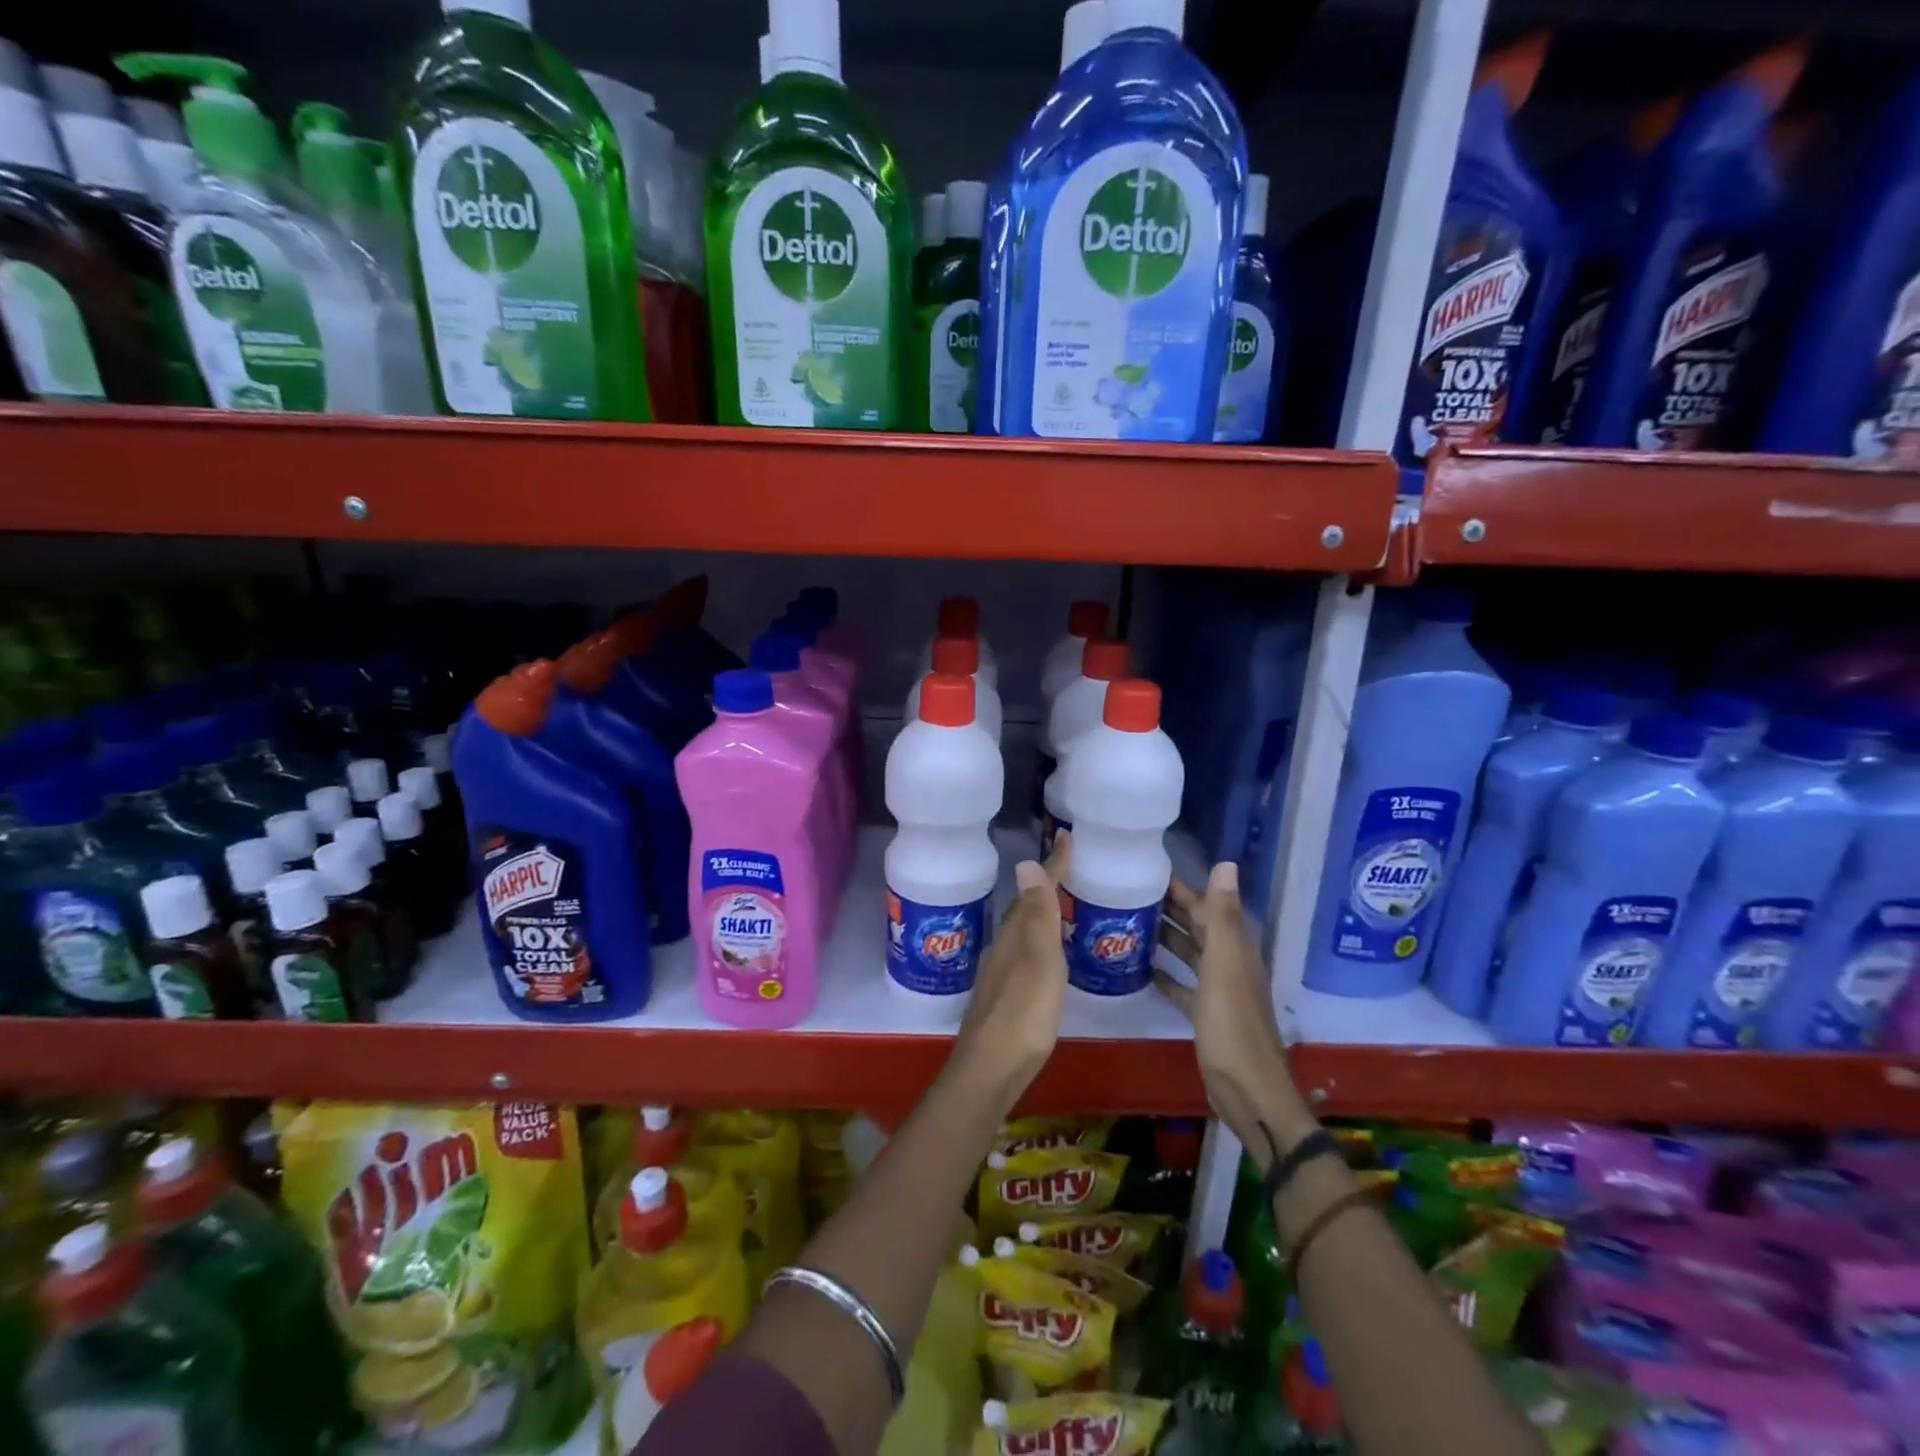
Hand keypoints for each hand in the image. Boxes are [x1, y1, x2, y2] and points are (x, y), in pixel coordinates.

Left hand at [950, 834, 1071, 1114]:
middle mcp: (1005, 946)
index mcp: (1015, 934)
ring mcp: (1003, 971)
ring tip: (1065, 904)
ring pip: (1024, 930)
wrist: (992, 1067)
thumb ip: (1036, 916)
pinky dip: (1041, 940)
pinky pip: (1026, 952)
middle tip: (1071, 868)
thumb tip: (1024, 862)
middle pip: (1027, 907)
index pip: (1036, 890)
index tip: (1068, 837)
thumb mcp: (1038, 960)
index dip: (1054, 865)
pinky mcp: (1007, 994)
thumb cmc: (1023, 1011)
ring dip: (1042, 912)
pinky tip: (1051, 953)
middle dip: (1046, 885)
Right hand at [1154, 862, 1313, 1161]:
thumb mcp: (1224, 965)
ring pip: (1188, 954)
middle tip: (1128, 892)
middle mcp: (1228, 963)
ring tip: (1128, 923)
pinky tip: (1142, 969)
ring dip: (1164, 938)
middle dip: (1168, 908)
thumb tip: (1226, 862)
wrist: (1248, 1090)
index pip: (1205, 906)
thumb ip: (1221, 916)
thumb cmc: (1232, 1025)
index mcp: (1234, 948)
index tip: (1147, 870)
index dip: (1181, 887)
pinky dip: (1165, 975)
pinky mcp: (1205, 1015)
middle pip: (1196, 927)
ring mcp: (1217, 990)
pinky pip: (1182, 986)